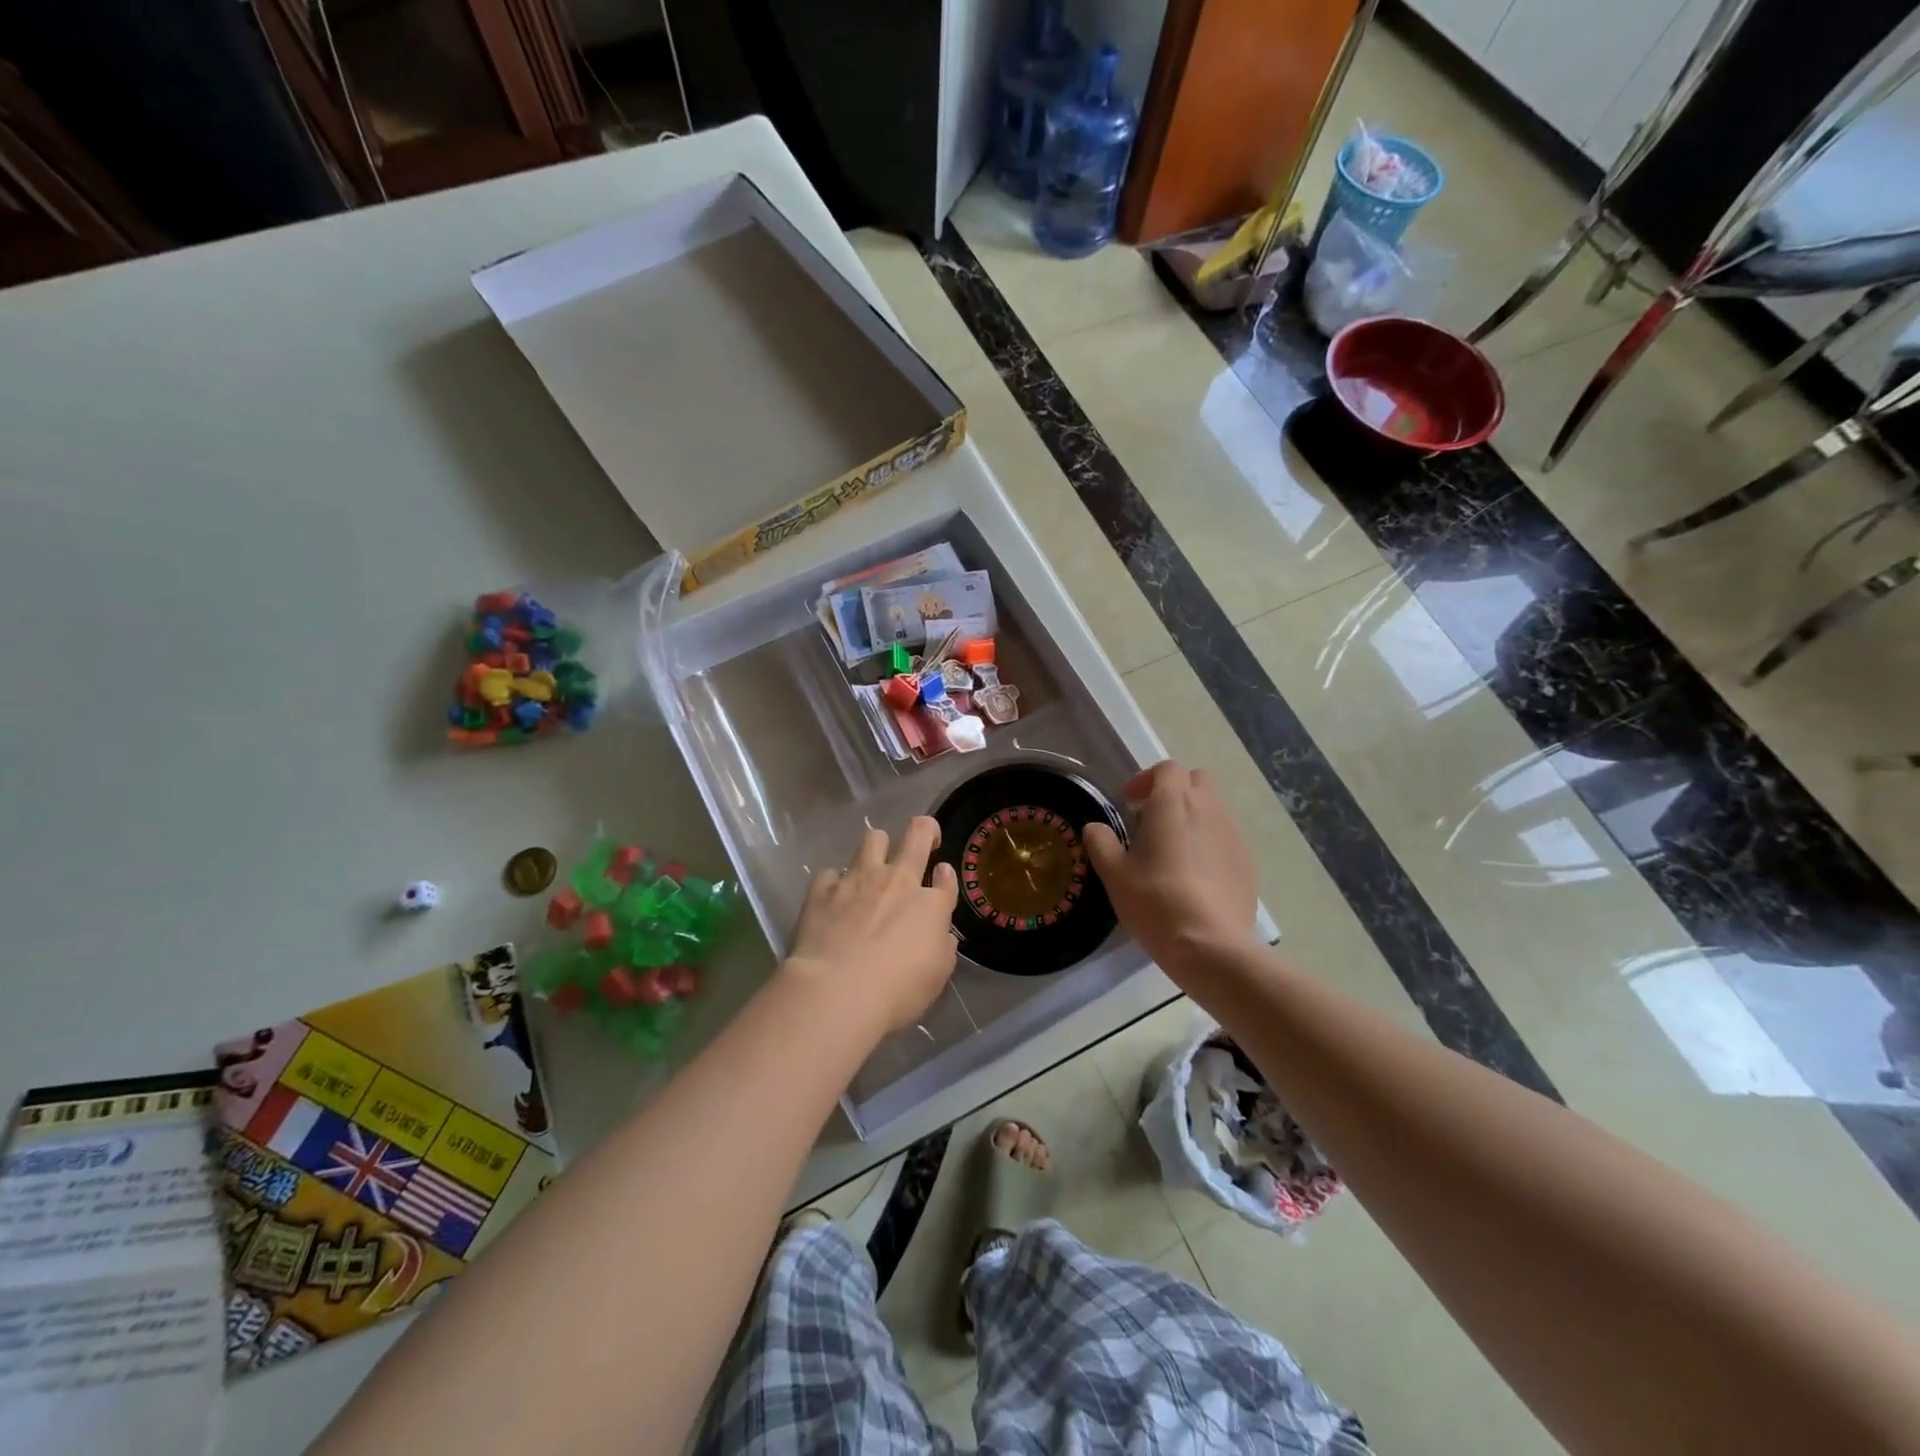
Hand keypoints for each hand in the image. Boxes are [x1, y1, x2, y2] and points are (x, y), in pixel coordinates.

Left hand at [783, 816, 959, 1035]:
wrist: (837, 991)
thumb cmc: (897, 991)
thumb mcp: (936, 977)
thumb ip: (942, 947)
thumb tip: (941, 933)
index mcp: (930, 904)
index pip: (946, 876)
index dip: (946, 874)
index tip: (940, 877)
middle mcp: (896, 880)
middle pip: (916, 834)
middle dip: (924, 830)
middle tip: (923, 840)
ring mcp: (857, 880)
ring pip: (873, 838)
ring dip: (878, 846)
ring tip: (873, 866)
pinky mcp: (823, 889)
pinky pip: (830, 872)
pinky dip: (834, 882)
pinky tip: (833, 898)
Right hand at [1082, 760, 1257, 972]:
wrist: (1210, 946)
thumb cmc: (1155, 902)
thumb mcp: (1114, 875)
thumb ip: (1101, 843)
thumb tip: (1095, 828)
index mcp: (1173, 803)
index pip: (1166, 768)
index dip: (1146, 780)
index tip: (1130, 803)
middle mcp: (1208, 809)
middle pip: (1197, 780)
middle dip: (1175, 791)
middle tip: (1153, 820)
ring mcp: (1233, 835)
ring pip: (1214, 809)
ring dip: (1193, 817)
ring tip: (1174, 852)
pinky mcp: (1248, 862)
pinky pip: (1227, 838)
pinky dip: (1210, 844)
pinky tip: (1196, 877)